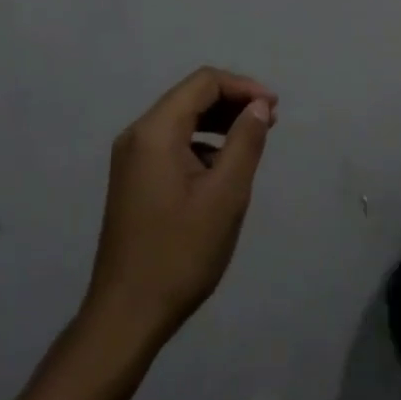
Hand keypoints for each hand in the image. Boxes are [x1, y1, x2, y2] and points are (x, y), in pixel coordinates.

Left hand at [83, 68, 277, 346]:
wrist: (126, 315)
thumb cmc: (180, 253)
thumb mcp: (225, 196)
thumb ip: (245, 142)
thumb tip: (259, 106)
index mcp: (155, 131)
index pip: (203, 83)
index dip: (243, 87)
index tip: (274, 107)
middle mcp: (137, 134)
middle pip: (190, 97)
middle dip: (232, 102)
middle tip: (270, 121)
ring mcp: (131, 157)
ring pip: (182, 119)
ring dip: (219, 122)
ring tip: (254, 139)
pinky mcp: (133, 179)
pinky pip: (172, 143)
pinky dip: (201, 143)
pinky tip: (223, 167)